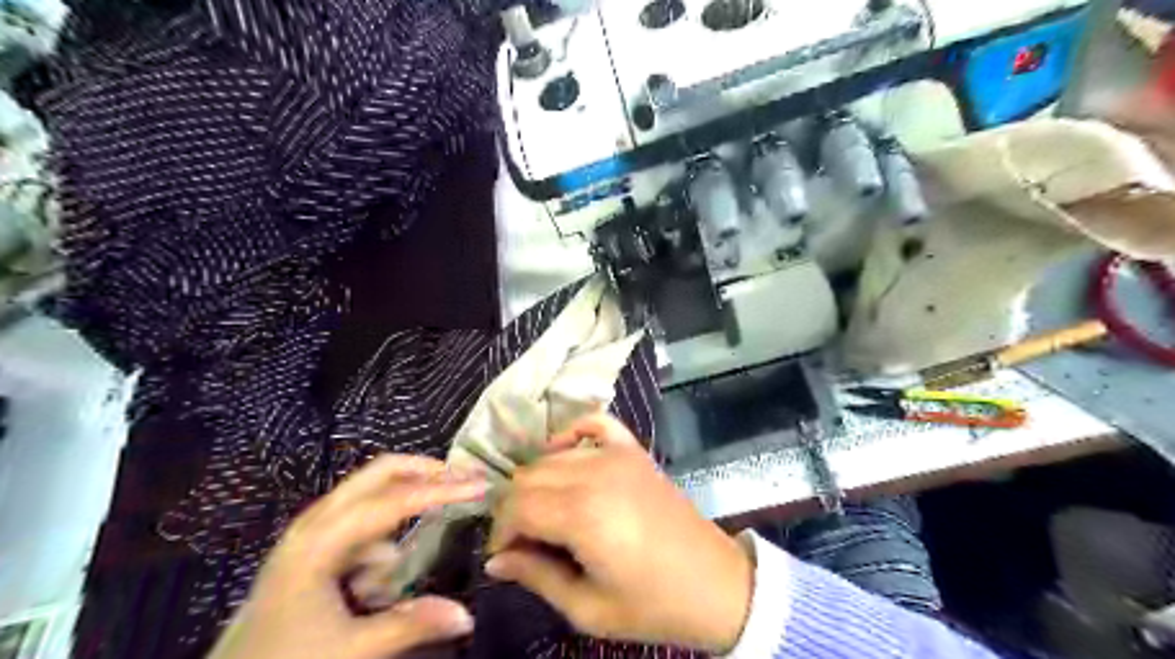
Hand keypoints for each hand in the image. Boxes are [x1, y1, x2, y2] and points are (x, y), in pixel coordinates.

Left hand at [207, 454, 487, 657]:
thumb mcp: (349, 650)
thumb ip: (409, 625)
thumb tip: (466, 614)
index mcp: (322, 539)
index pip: (395, 499)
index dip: (442, 489)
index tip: (480, 485)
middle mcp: (317, 522)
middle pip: (380, 473)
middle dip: (427, 471)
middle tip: (467, 479)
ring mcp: (313, 531)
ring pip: (372, 495)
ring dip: (408, 502)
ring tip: (440, 522)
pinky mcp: (314, 547)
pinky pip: (361, 524)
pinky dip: (385, 537)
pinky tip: (382, 581)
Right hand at [483, 415, 751, 651]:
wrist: (715, 584)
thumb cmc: (652, 604)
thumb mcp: (589, 608)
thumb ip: (537, 576)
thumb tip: (496, 560)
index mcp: (581, 514)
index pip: (516, 507)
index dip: (500, 532)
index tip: (505, 556)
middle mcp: (594, 473)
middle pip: (529, 477)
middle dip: (515, 509)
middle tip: (525, 541)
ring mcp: (617, 455)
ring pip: (553, 455)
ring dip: (538, 482)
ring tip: (546, 515)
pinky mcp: (634, 451)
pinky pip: (595, 422)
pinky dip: (573, 433)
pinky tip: (567, 454)